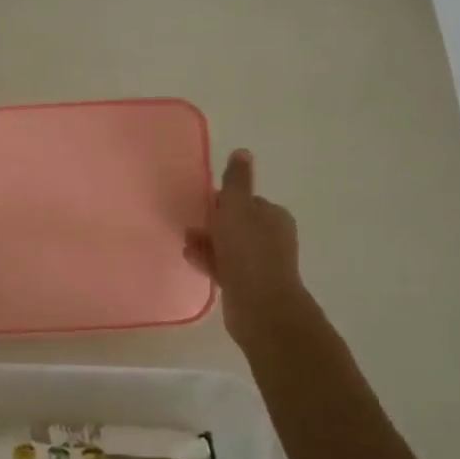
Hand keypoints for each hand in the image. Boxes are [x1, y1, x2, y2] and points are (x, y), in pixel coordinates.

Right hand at [185, 149, 309, 346]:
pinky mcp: (248, 285)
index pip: (244, 200)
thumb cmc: (248, 251)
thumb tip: (242, 152)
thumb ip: (237, 181)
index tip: (202, 205)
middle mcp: (271, 237)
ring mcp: (261, 263)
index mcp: (273, 216)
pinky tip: (190, 258)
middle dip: (212, 223)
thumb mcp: (238, 208)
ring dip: (208, 242)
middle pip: (236, 223)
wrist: (261, 307)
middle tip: (190, 225)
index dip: (222, 201)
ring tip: (185, 243)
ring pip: (229, 246)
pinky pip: (224, 266)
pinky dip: (209, 260)